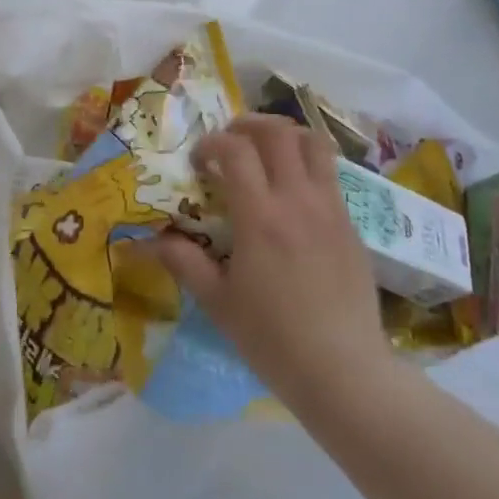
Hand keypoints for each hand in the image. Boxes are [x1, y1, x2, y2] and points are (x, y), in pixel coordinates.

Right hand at [153, 115, 386, 412]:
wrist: (345, 373)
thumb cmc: (274, 340)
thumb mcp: (219, 304)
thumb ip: (184, 263)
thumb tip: (147, 241)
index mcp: (260, 216)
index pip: (236, 150)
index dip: (213, 143)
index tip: (201, 160)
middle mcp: (297, 200)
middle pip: (278, 133)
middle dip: (249, 125)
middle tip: (232, 140)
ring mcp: (330, 208)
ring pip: (312, 143)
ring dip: (286, 135)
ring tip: (268, 151)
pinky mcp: (351, 224)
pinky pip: (331, 174)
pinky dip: (309, 164)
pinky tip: (295, 191)